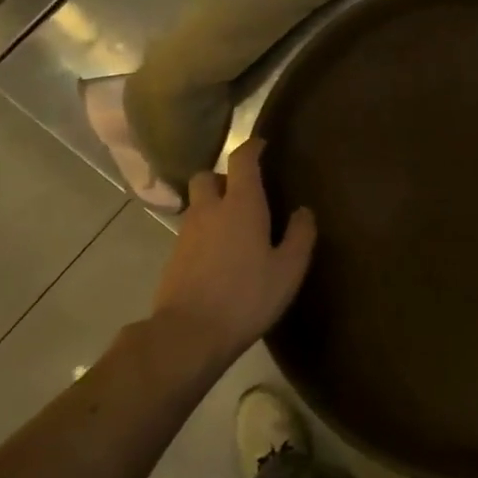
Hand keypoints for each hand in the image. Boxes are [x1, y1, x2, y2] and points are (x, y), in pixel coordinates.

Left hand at [152, 139, 315, 366]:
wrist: (189, 334)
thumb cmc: (246, 296)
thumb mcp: (288, 269)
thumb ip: (300, 235)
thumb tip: (303, 210)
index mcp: (241, 205)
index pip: (242, 160)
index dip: (252, 147)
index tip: (262, 144)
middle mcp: (209, 210)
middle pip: (208, 176)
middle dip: (223, 177)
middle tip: (244, 191)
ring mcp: (186, 232)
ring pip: (198, 204)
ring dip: (213, 205)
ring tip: (235, 226)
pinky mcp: (174, 256)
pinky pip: (191, 230)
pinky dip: (205, 230)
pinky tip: (220, 254)